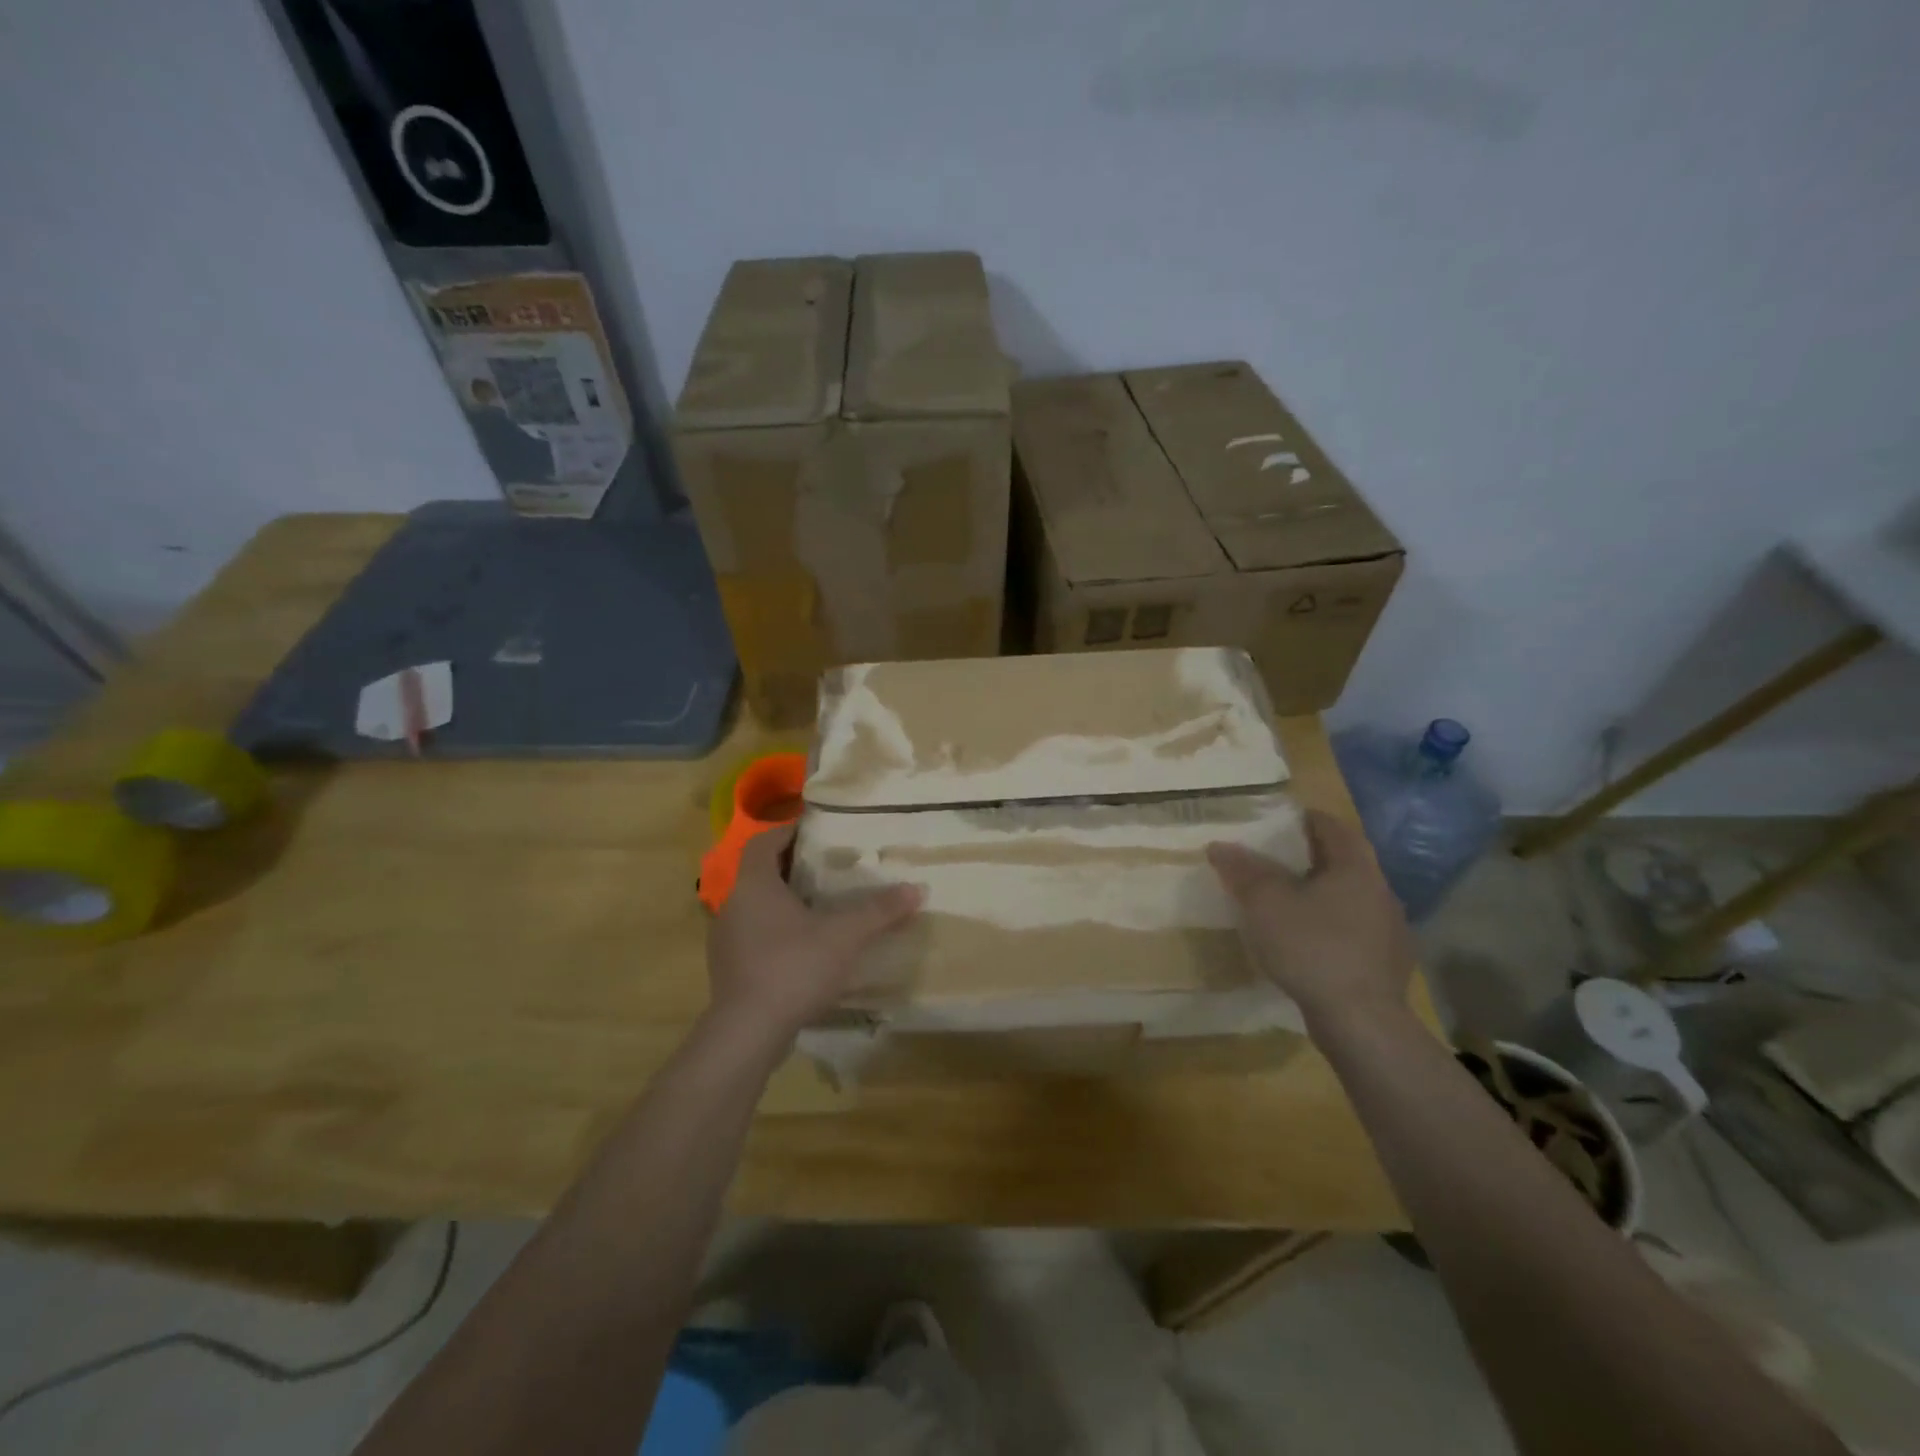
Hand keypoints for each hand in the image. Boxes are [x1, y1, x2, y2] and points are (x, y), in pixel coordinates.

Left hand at [707, 823, 922, 1044]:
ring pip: (755, 905)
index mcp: (754, 884)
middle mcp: (733, 904)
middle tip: (827, 865)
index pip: (764, 841)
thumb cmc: (793, 968)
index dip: (788, 831)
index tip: (816, 831)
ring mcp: (726, 938)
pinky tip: (803, 945)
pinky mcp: (729, 968)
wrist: (748, 1033)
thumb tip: (917, 888)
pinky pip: (753, 934)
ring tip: (819, 904)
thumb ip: (879, 911)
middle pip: (760, 872)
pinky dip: (776, 929)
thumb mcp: (844, 936)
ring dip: (783, 900)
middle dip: (791, 865)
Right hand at [1207, 809, 1415, 1032]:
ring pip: (1353, 898)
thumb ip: (1243, 871)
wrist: (1361, 1021)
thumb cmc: (1312, 947)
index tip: (1283, 820)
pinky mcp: (1388, 965)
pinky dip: (1333, 927)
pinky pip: (1356, 932)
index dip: (1308, 819)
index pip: (1335, 828)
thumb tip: (1220, 846)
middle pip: (1346, 862)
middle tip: (1278, 860)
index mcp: (1356, 868)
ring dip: (1325, 895)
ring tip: (1291, 903)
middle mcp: (1381, 892)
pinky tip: (1311, 944)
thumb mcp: (1265, 904)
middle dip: (1313, 858)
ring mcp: (1390, 931)